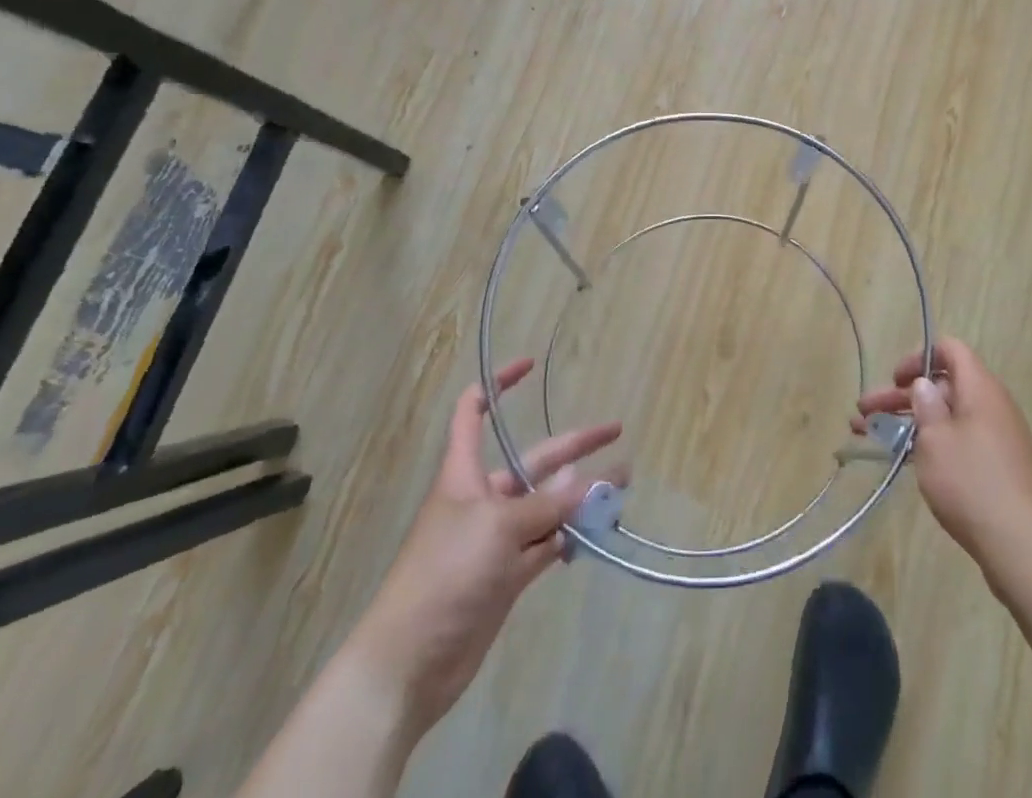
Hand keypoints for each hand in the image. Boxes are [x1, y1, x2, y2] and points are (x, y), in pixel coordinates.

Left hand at [345, 358, 622, 734]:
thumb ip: (547, 505)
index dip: (498, 385)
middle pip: (533, 461)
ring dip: (581, 495)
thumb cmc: (444, 576)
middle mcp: (482, 499)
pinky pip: (546, 544)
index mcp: (464, 475)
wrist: (409, 665)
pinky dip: (570, 537)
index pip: (474, 413)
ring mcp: (496, 539)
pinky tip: (597, 531)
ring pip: (547, 505)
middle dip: (574, 447)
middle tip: (616, 432)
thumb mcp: (498, 529)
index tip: (530, 365)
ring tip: (621, 486)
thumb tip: (586, 481)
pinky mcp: (507, 575)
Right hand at [856, 337, 1031, 583]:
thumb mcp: (936, 441)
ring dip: (909, 423)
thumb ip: (925, 406)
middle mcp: (992, 406)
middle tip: (863, 412)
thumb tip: (925, 385)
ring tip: (868, 435)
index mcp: (981, 389)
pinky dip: (930, 444)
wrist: (1023, 549)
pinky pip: (958, 442)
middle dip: (900, 397)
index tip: (896, 379)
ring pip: (946, 417)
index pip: (951, 350)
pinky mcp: (997, 468)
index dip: (920, 356)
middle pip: (942, 386)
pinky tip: (902, 460)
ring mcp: (996, 439)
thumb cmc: (972, 484)